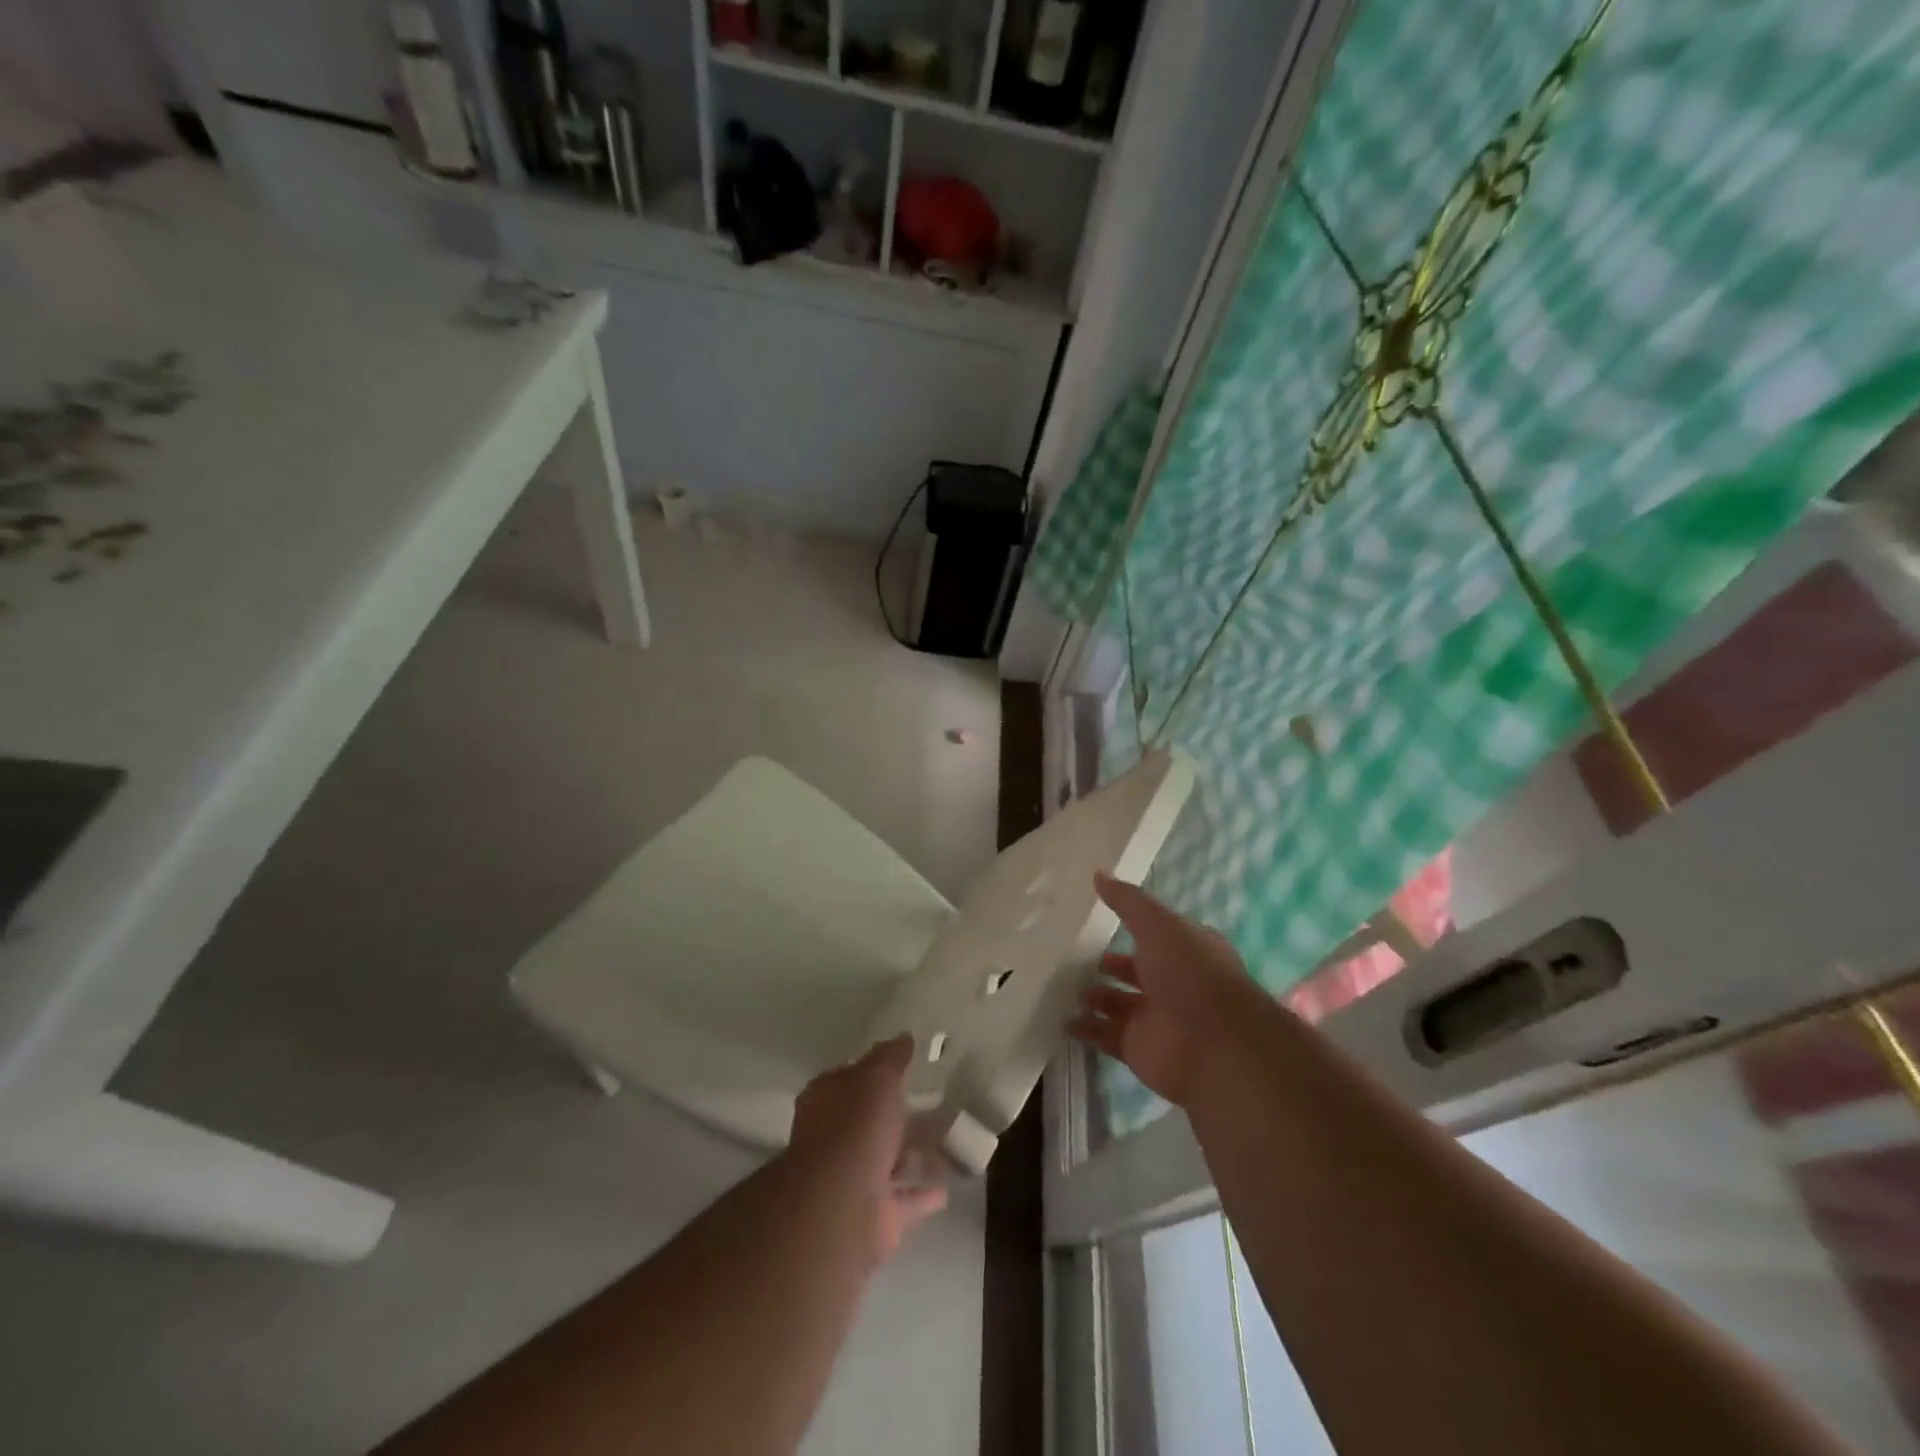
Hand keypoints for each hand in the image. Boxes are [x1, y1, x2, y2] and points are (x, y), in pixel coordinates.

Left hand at [787, 1036, 947, 1266]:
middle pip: (872, 1122)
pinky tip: (948, 1187)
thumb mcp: (877, 1078)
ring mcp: (854, 1179)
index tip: (907, 1067)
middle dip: (900, 1115)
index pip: (851, 1079)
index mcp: (828, 1101)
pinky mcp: (874, 1216)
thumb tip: (904, 1037)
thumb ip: (891, 1058)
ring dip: (916, 1154)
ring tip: (952, 1141)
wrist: (840, 1206)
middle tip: (938, 1103)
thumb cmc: (855, 1128)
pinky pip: (904, 1199)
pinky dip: (922, 1194)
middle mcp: (835, 1139)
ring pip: (890, 1160)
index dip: (876, 1072)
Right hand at [1071, 873, 1261, 1107]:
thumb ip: (1127, 901)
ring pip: (1115, 1002)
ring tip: (1057, 982)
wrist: (1216, 1047)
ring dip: (1091, 995)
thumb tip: (1098, 873)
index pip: (1153, 933)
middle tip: (1067, 953)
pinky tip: (1060, 1017)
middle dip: (1105, 963)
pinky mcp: (1138, 1049)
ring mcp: (1154, 1017)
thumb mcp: (1158, 925)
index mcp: (1184, 949)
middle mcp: (1171, 982)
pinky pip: (1105, 1035)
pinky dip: (1085, 1029)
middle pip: (1132, 969)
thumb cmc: (1191, 974)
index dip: (1127, 924)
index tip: (1092, 915)